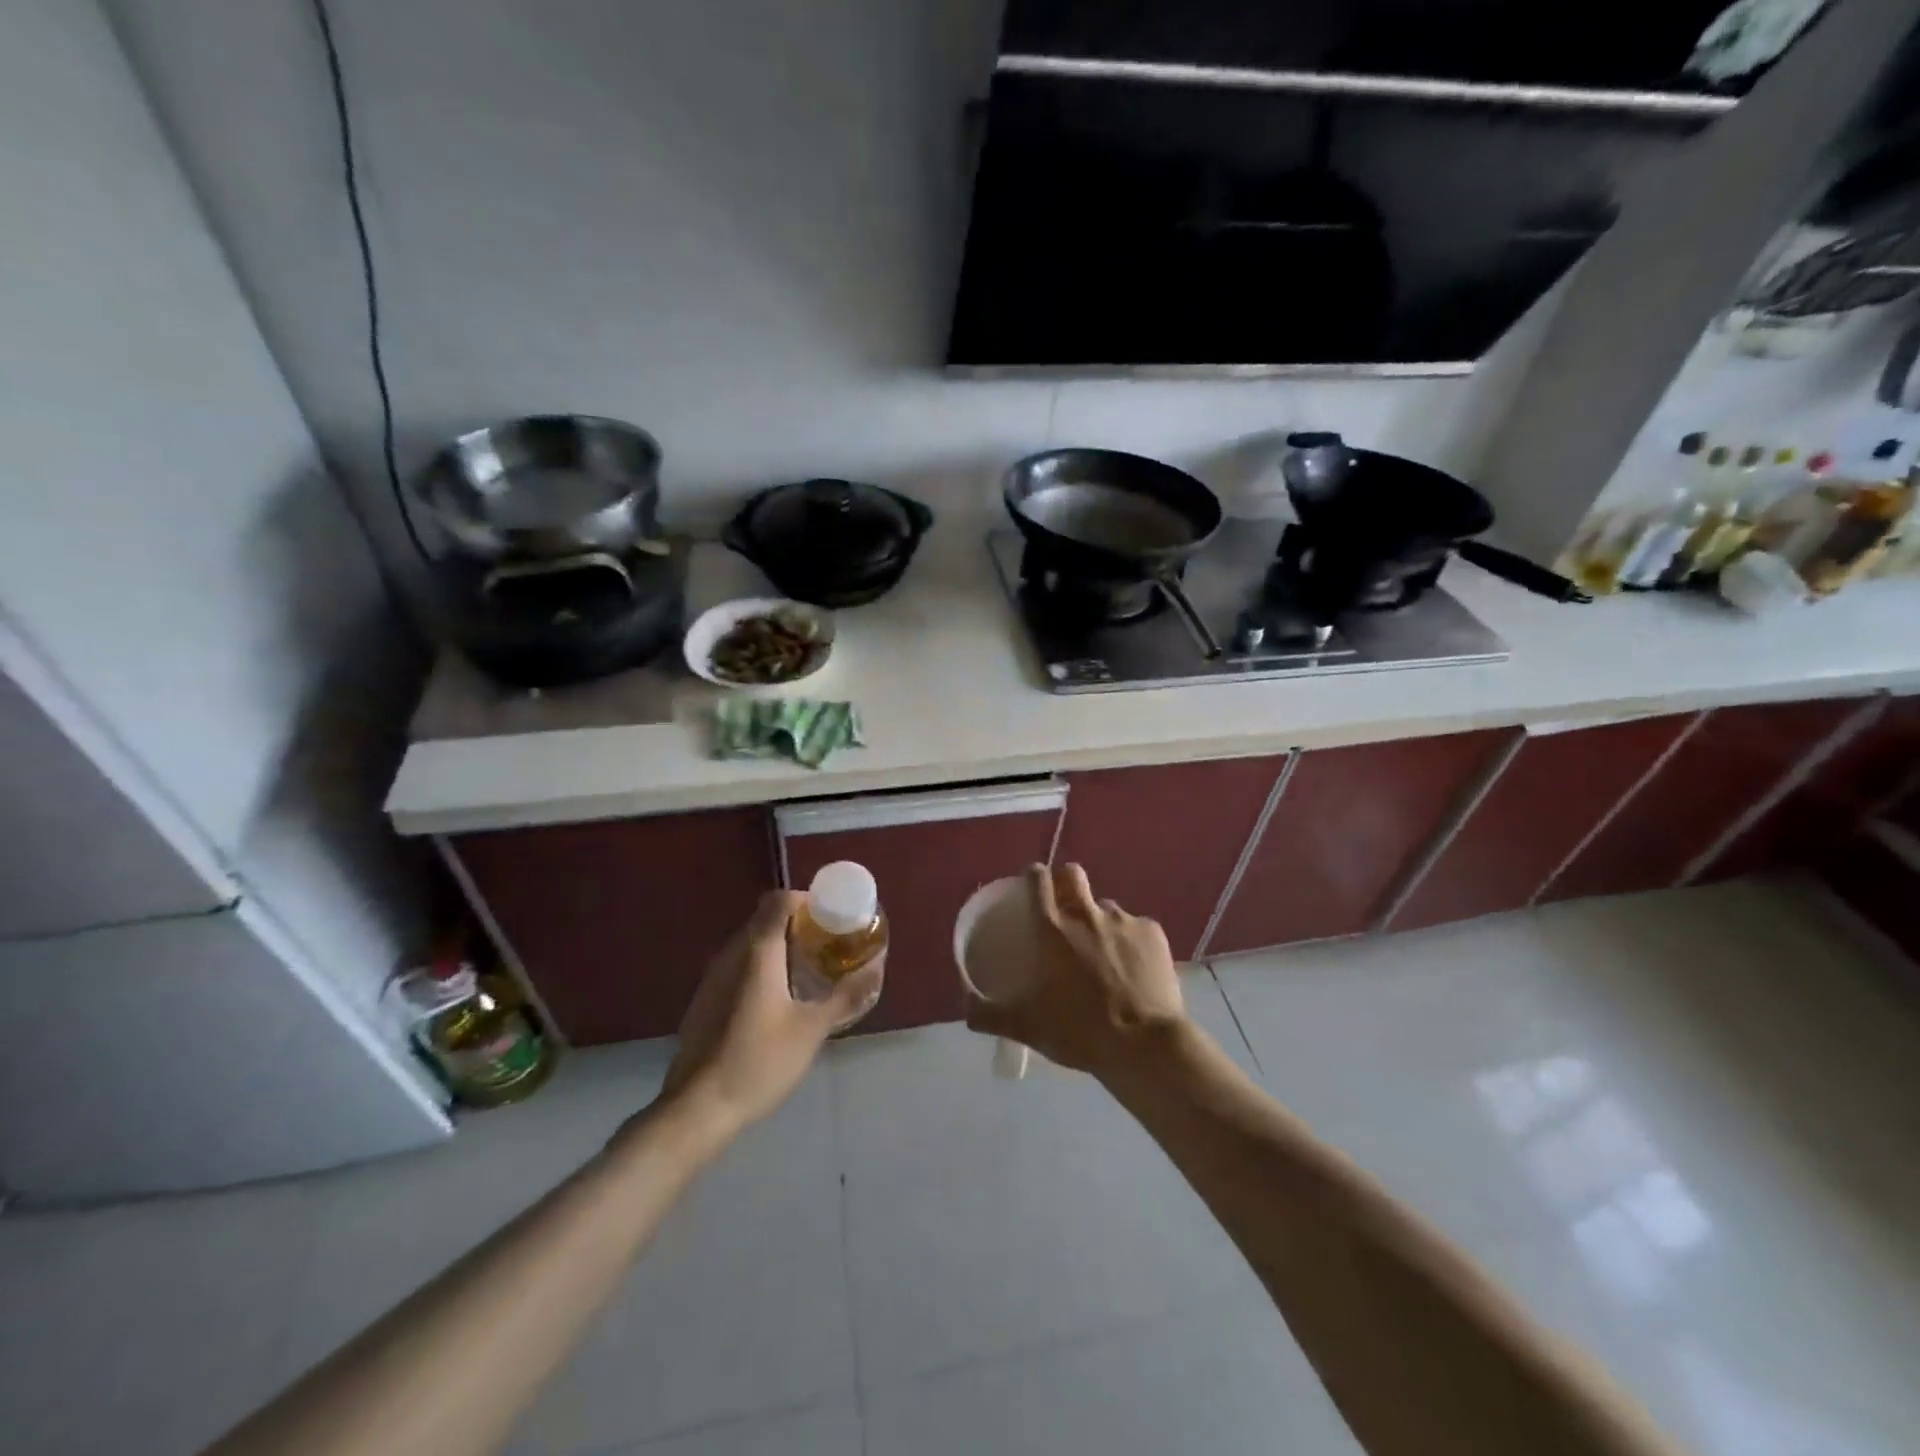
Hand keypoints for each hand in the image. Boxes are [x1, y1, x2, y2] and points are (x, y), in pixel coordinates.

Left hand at [662, 891, 881, 1133]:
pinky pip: (737, 967)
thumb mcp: (812, 1029)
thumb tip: (876, 969)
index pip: (779, 900)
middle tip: (828, 946)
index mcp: (757, 951)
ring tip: (809, 972)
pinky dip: (761, 969)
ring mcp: (712, 978)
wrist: (696, 1109)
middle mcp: (730, 954)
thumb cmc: (759, 1061)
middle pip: (764, 919)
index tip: (831, 918)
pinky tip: (778, 1001)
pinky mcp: (704, 1001)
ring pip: (750, 944)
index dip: (807, 901)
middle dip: (798, 925)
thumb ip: (845, 995)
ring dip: (779, 948)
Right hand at [963, 864, 1185, 1078]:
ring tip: (1103, 952)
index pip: (1038, 880)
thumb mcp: (1027, 1027)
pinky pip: (1136, 927)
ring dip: (1099, 920)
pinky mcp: (1153, 932)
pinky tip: (1133, 968)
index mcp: (1052, 928)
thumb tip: (965, 1011)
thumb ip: (990, 1016)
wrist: (1145, 1046)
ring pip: (1105, 905)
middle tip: (1065, 910)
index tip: (1031, 886)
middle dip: (1066, 883)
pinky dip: (1130, 941)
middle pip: (1072, 874)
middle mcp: (1086, 913)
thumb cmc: (1080, 1031)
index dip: (1033, 877)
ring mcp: (1123, 920)